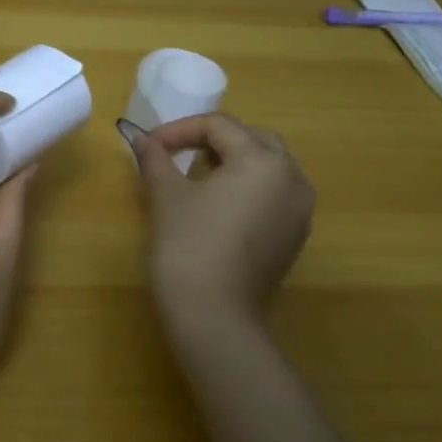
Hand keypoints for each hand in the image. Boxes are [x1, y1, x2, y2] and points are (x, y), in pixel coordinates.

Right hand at [129, 113, 314, 347]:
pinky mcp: (294, 237)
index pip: (220, 126)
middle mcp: (292, 179)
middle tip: (177, 152)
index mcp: (262, 161)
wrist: (214, 315)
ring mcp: (299, 211)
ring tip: (197, 174)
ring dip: (234, 161)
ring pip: (269, 167)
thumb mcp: (167, 196)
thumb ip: (156, 159)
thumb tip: (143, 139)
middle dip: (214, 139)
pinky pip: (274, 195)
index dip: (180, 129)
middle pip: (253, 140)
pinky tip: (219, 204)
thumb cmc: (188, 246)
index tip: (150, 145)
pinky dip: (248, 187)